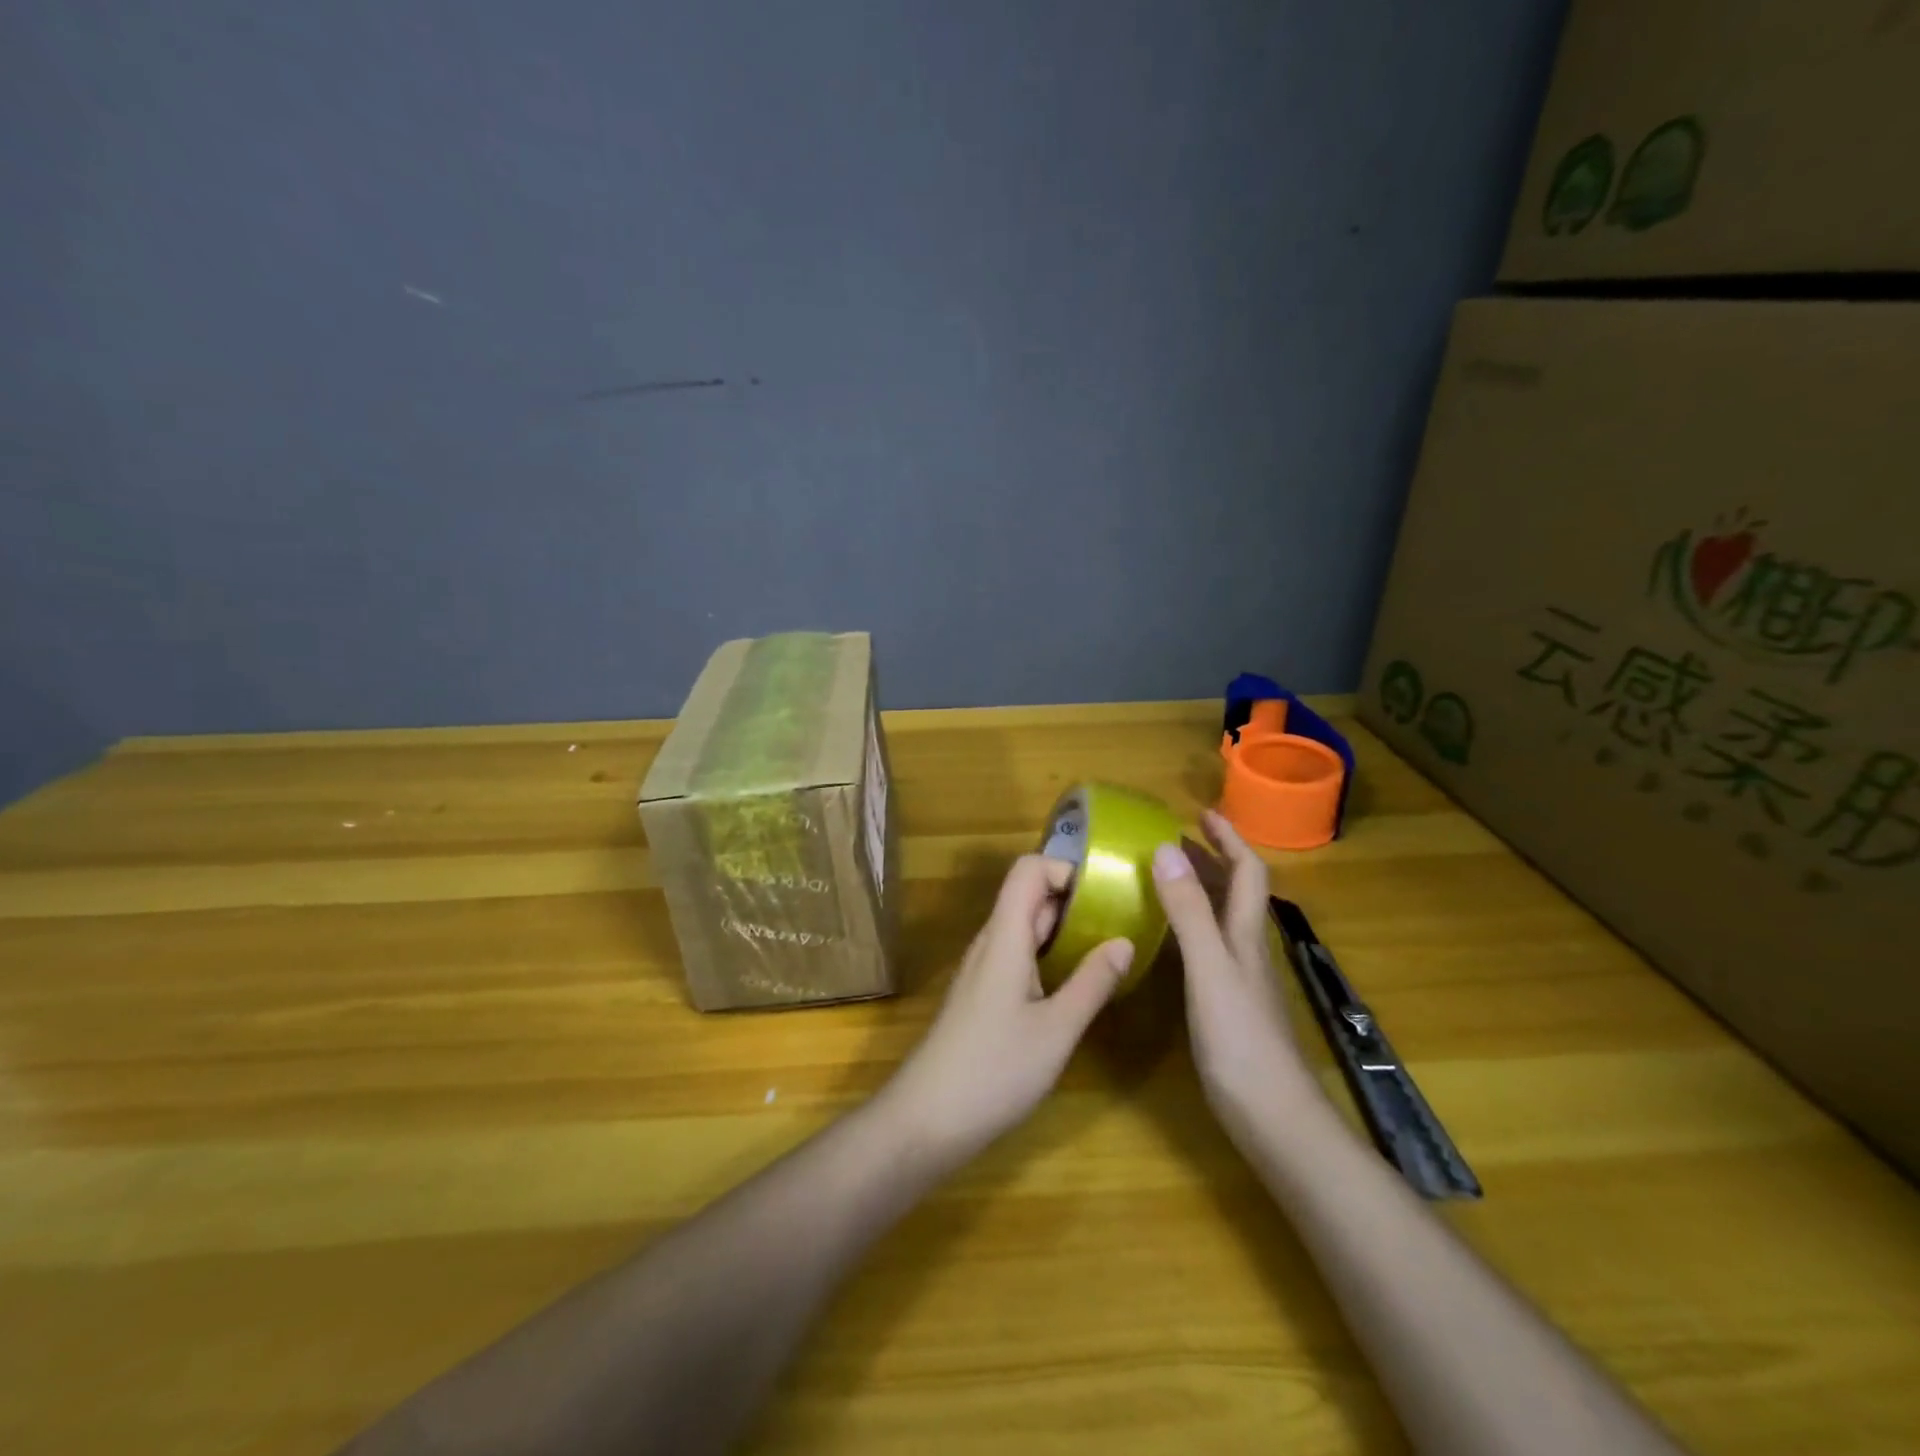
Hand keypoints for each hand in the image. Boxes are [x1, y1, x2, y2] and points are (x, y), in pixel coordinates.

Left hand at [881, 855, 1133, 1161]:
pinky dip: (1048, 955)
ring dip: (1063, 929)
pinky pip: (1017, 955)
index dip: (1064, 868)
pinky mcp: (981, 994)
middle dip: (1074, 899)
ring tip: (1106, 948)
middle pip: (1028, 896)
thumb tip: (1125, 940)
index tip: (1106, 893)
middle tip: (1121, 920)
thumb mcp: (1056, 1030)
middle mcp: (990, 942)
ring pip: (1024, 928)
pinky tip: (1073, 984)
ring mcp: (982, 969)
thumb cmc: (994, 1070)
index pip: (1027, 870)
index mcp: (1004, 937)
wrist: (927, 1118)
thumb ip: (1092, 982)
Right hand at [1151, 811, 1318, 1141]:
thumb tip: (1166, 849)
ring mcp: (1241, 978)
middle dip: (1211, 857)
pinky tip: (1169, 937)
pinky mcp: (1229, 1004)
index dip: (1229, 838)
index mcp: (1246, 933)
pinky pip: (1210, 945)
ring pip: (1223, 917)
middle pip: (1236, 890)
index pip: (1247, 871)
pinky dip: (1191, 924)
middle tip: (1173, 839)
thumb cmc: (1240, 1039)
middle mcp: (1247, 948)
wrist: (1273, 1117)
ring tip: (1166, 874)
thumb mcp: (1209, 968)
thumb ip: (1188, 912)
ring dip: (1200, 888)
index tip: (1202, 813)